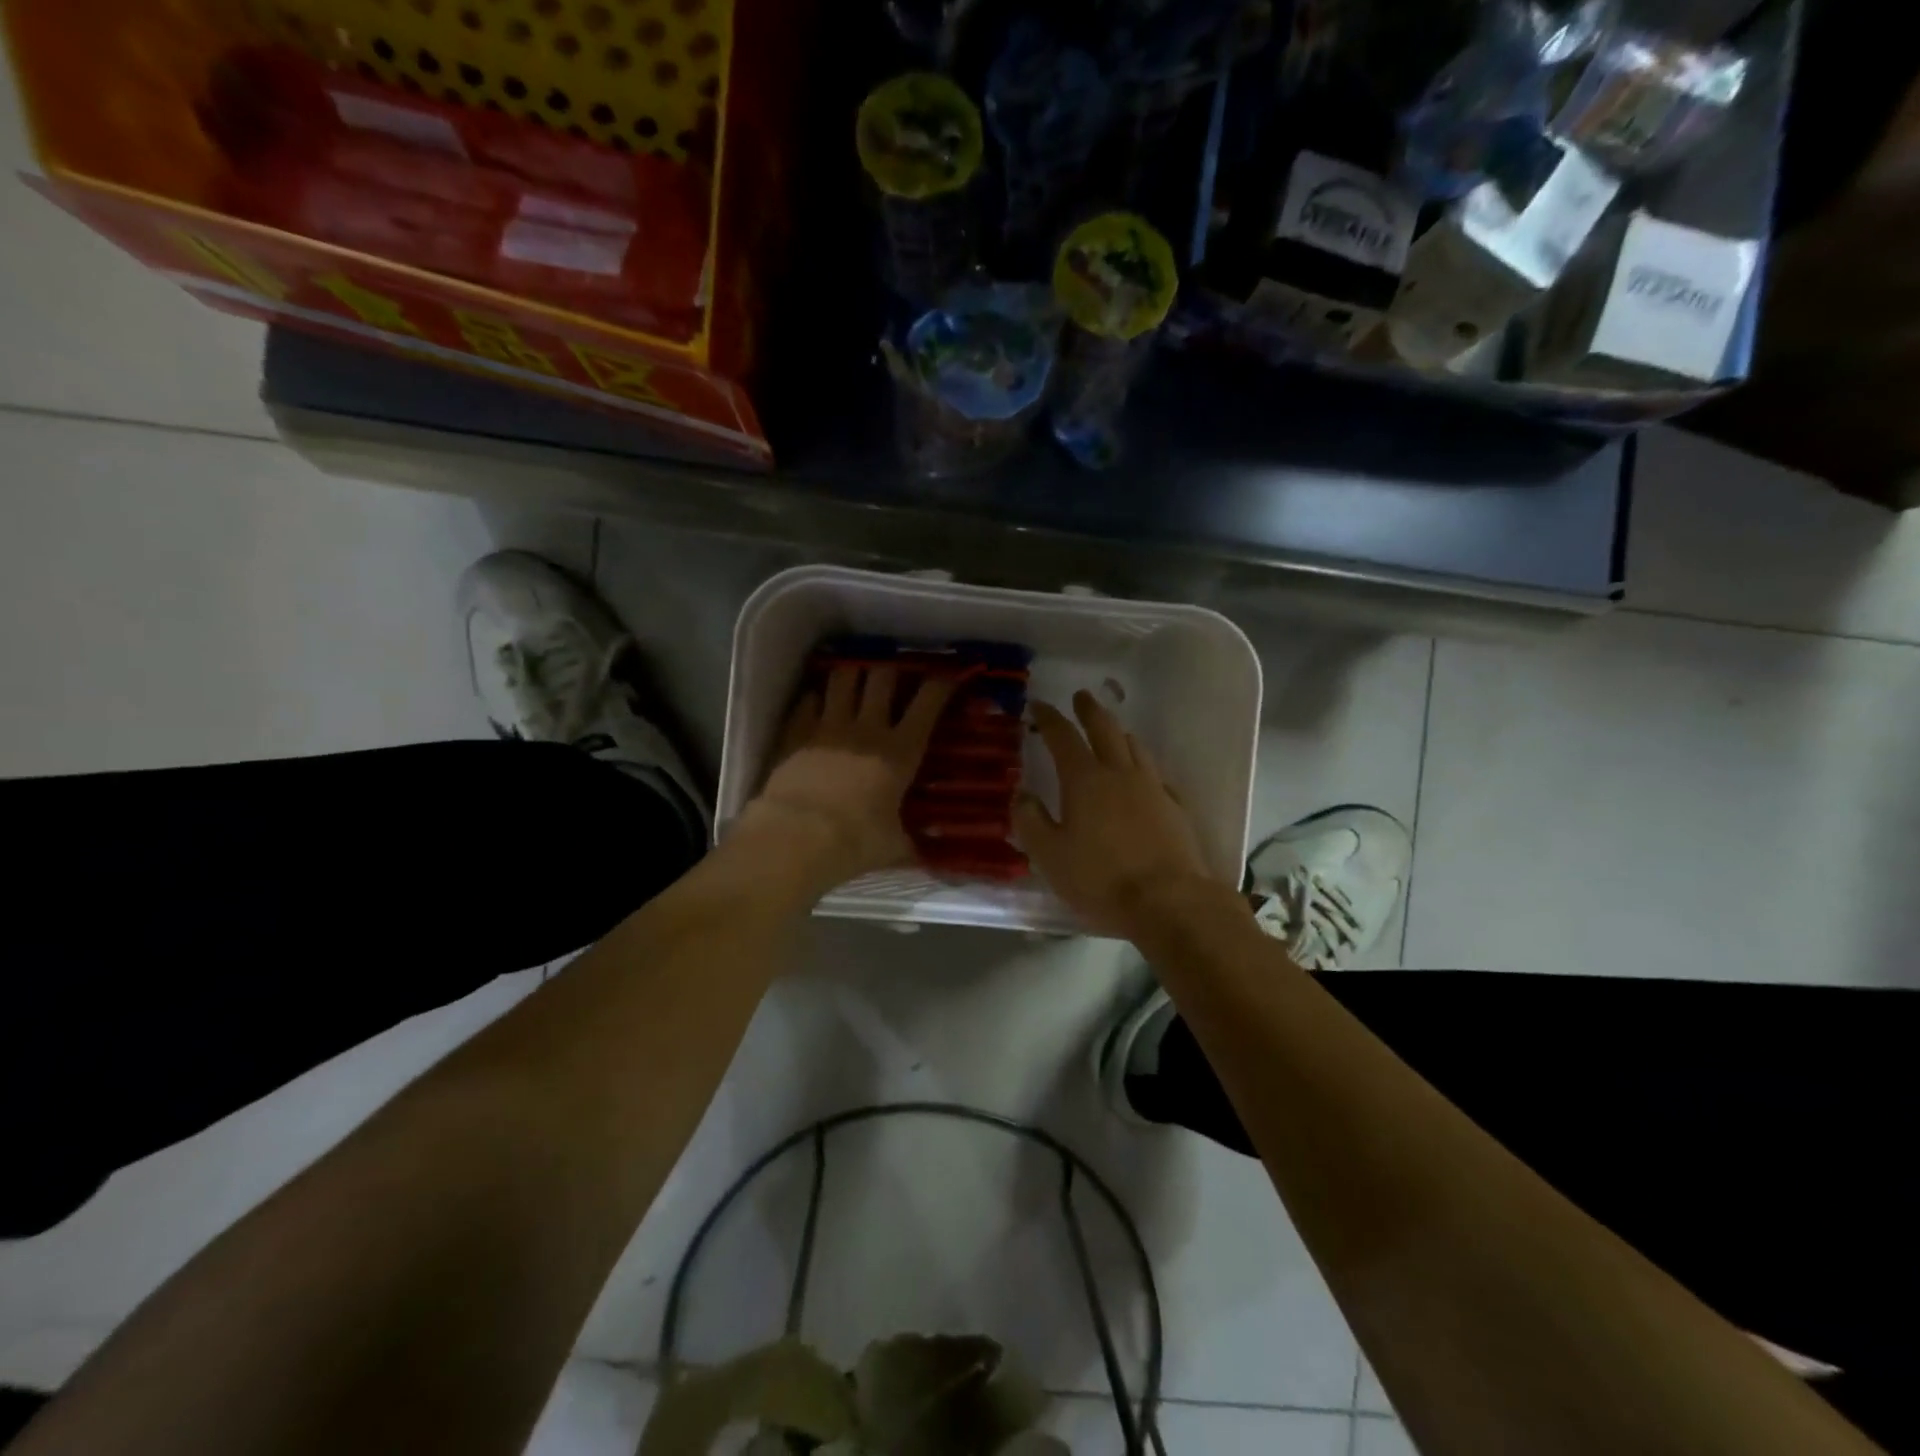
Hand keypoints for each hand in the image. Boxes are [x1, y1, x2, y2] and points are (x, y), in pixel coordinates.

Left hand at [739, 663, 956, 891]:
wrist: (796, 838)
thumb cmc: (855, 842)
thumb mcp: (893, 846)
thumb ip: (910, 842)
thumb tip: (927, 853)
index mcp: (900, 751)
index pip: (928, 703)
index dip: (941, 684)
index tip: (948, 676)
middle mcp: (867, 728)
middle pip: (882, 677)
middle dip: (890, 671)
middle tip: (892, 676)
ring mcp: (828, 726)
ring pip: (842, 677)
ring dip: (851, 673)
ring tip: (854, 677)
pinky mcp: (796, 733)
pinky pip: (807, 700)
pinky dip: (815, 698)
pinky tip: (817, 704)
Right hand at [1014, 690, 1213, 936]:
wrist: (1169, 901)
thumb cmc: (1100, 879)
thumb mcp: (1050, 856)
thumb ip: (1030, 821)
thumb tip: (1022, 794)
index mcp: (1084, 780)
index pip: (1063, 737)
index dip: (1049, 718)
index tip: (1038, 704)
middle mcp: (1120, 774)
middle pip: (1105, 729)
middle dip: (1090, 710)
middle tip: (1081, 696)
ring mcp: (1152, 788)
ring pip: (1135, 747)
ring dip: (1118, 733)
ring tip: (1112, 731)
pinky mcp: (1175, 807)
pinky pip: (1156, 774)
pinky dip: (1143, 765)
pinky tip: (1143, 776)